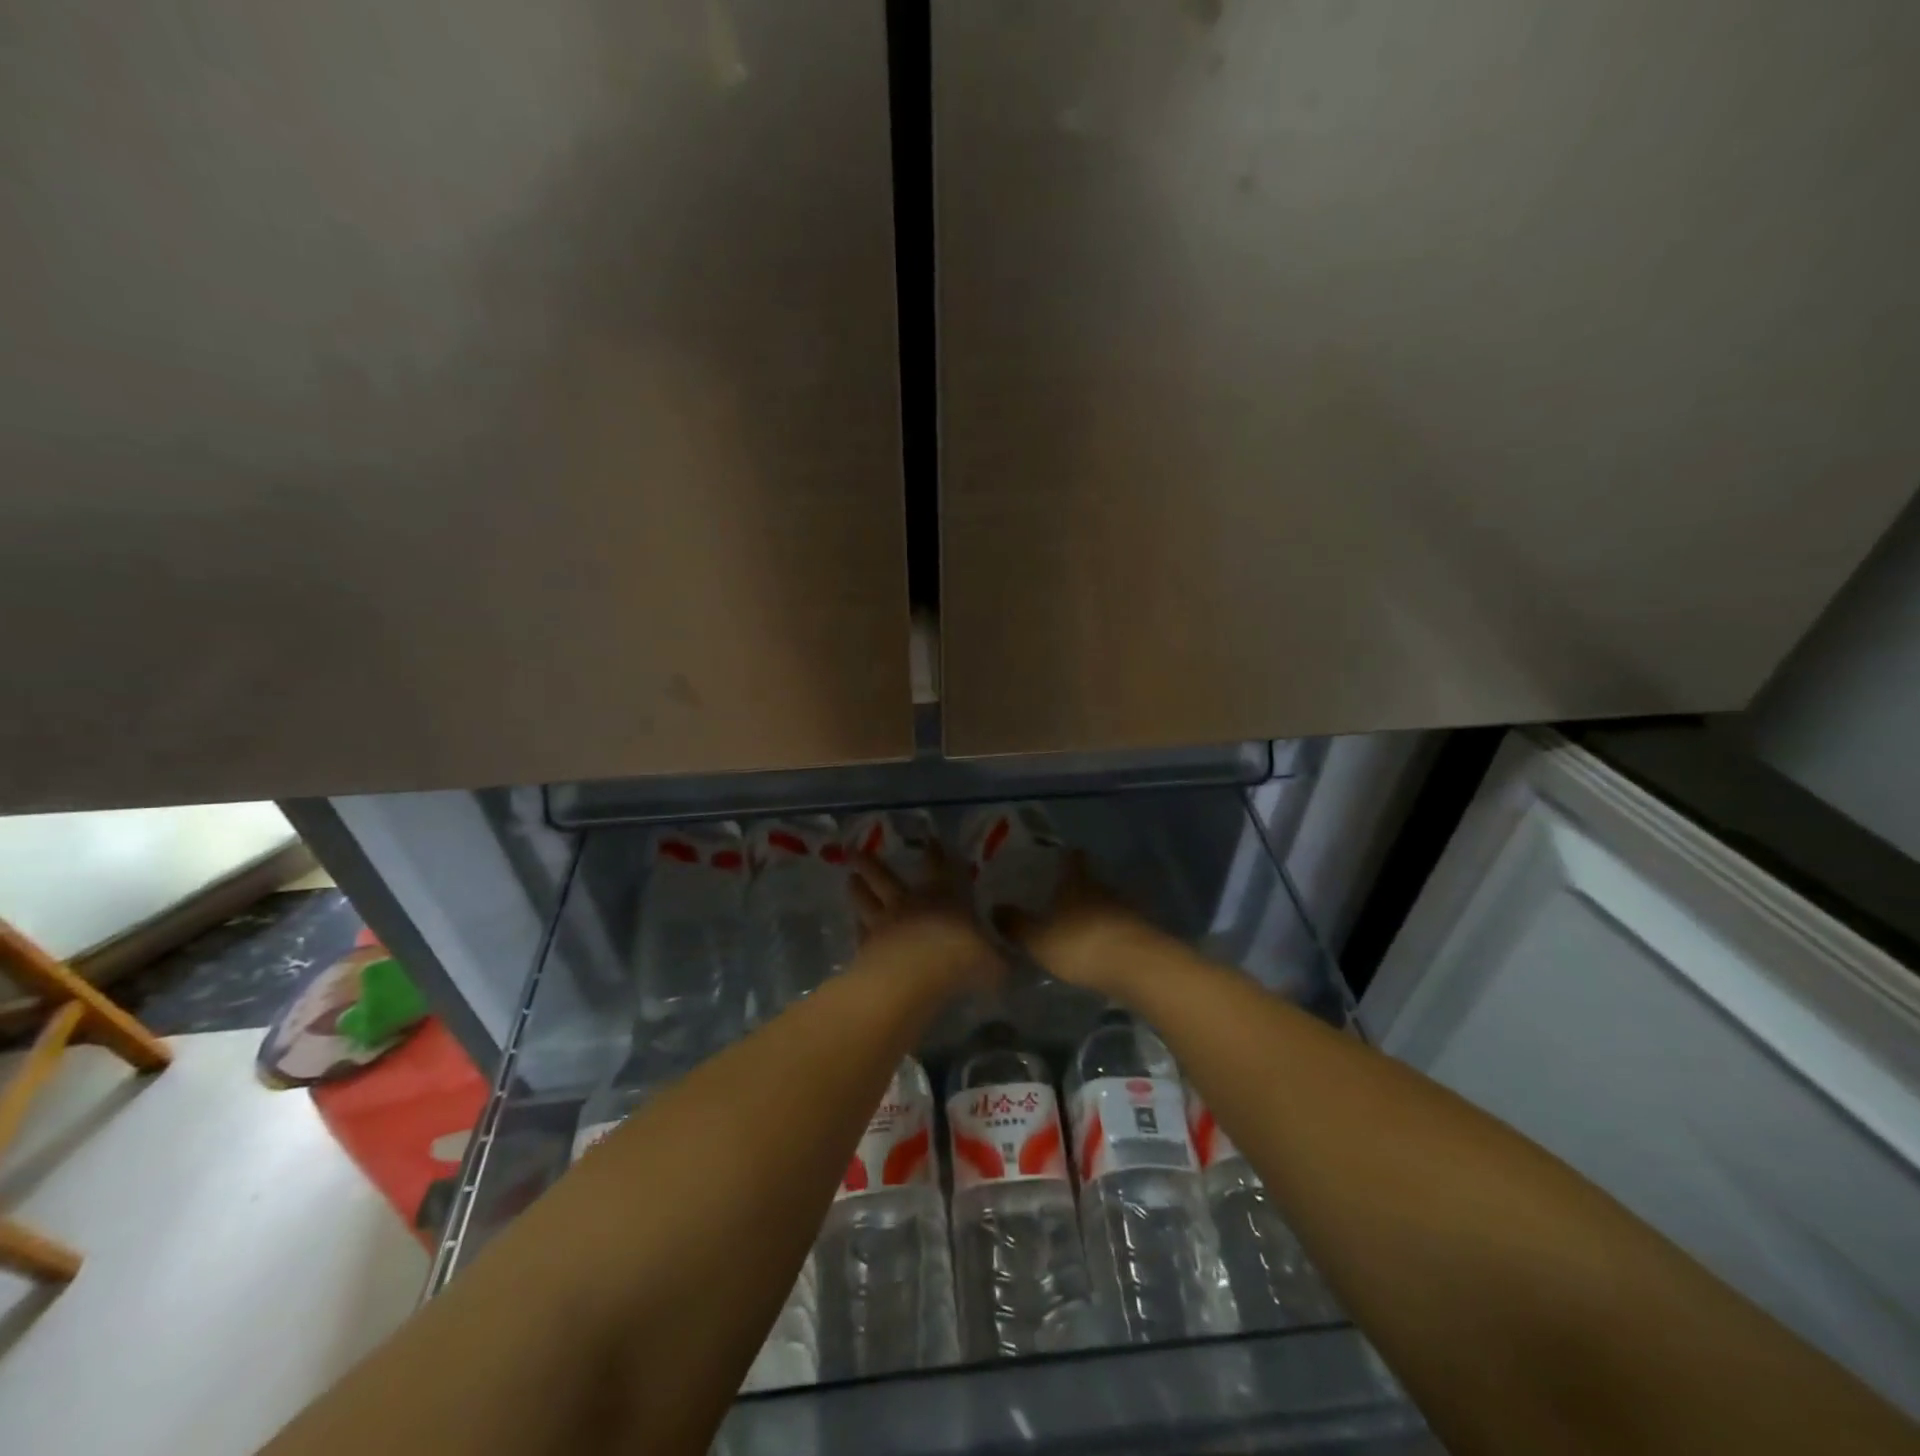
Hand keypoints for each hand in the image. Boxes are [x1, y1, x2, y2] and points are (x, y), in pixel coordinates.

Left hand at [849, 844, 1003, 994]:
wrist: (911, 978)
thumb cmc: (959, 959)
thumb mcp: (993, 962)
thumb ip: (1000, 961)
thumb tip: (1012, 962)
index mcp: (944, 896)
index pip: (940, 867)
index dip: (936, 853)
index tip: (929, 840)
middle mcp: (911, 902)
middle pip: (887, 877)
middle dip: (874, 864)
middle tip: (857, 851)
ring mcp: (884, 922)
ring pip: (867, 899)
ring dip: (858, 888)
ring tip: (849, 877)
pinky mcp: (866, 945)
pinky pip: (860, 931)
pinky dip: (856, 927)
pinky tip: (853, 924)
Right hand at [993, 853, 1171, 998]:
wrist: (1137, 968)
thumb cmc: (1080, 945)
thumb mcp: (1038, 939)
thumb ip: (1016, 924)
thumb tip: (994, 907)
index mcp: (1077, 882)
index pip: (1072, 859)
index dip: (1066, 857)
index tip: (1060, 857)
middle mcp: (1104, 888)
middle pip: (1091, 881)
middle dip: (1079, 888)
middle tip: (1062, 897)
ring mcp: (1127, 910)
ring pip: (1107, 904)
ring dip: (1096, 912)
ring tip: (1079, 926)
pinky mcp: (1143, 933)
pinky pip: (1121, 927)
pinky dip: (1110, 933)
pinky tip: (1101, 947)